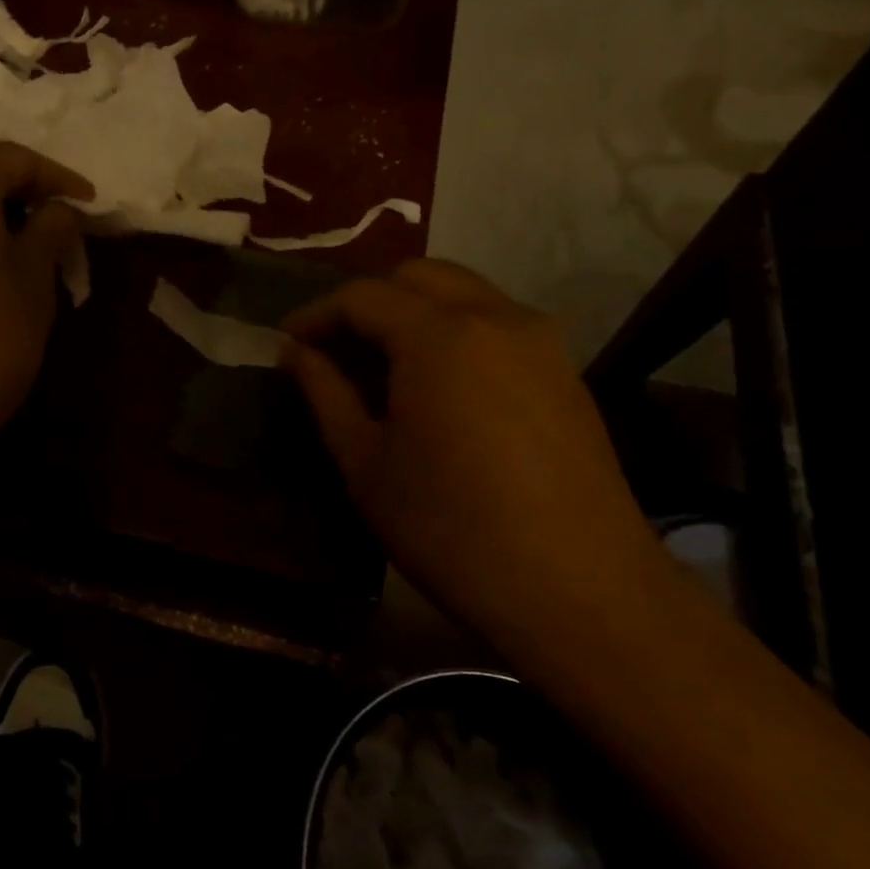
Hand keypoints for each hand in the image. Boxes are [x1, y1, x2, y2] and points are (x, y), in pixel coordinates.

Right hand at [280, 259, 663, 648]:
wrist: (581, 592)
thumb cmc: (451, 529)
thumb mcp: (366, 463)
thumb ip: (325, 393)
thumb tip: (296, 352)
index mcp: (438, 335)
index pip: (363, 296)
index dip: (317, 314)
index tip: (288, 342)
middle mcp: (494, 317)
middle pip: (418, 277)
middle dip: (368, 301)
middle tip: (336, 347)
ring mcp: (540, 341)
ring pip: (464, 293)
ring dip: (414, 311)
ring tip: (384, 364)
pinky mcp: (566, 372)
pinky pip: (497, 324)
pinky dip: (455, 331)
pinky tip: (440, 385)